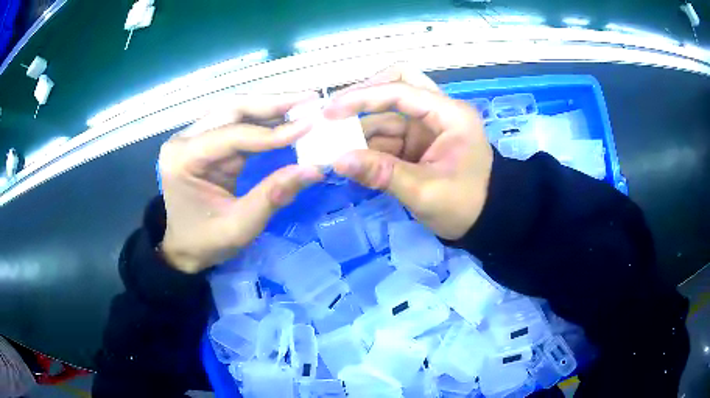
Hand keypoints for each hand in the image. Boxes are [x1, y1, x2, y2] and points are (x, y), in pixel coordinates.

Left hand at [158, 93, 323, 272]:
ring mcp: (194, 138)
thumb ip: (273, 195)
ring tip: (303, 103)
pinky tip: (287, 118)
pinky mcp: (207, 142)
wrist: (184, 248)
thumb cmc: (206, 241)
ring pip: (235, 111)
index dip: (272, 132)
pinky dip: (263, 121)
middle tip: (309, 99)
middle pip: (231, 109)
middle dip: (273, 103)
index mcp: (183, 159)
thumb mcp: (240, 226)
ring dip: (270, 107)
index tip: (309, 126)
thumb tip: (313, 169)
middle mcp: (185, 140)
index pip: (232, 135)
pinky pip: (237, 124)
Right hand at [324, 65, 492, 239]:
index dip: (363, 97)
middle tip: (336, 112)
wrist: (484, 223)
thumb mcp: (424, 192)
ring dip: (361, 125)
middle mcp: (439, 112)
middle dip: (365, 96)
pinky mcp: (419, 142)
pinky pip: (389, 134)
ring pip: (389, 112)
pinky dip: (369, 143)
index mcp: (450, 115)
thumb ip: (382, 174)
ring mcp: (428, 126)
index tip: (330, 111)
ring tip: (332, 140)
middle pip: (399, 83)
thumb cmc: (464, 206)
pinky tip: (350, 154)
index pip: (401, 91)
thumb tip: (337, 161)